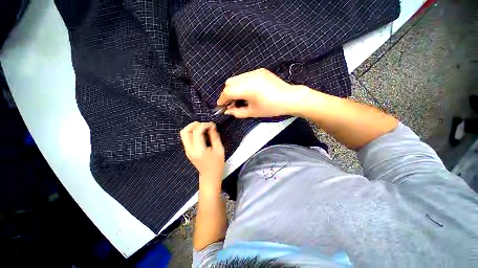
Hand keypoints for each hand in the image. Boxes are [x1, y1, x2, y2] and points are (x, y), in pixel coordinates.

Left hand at [180, 122, 224, 188]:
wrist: (210, 176)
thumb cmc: (217, 164)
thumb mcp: (219, 149)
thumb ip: (215, 137)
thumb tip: (212, 126)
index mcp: (199, 150)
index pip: (197, 132)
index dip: (204, 125)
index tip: (212, 124)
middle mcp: (190, 149)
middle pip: (185, 131)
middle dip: (195, 124)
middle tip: (205, 125)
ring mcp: (187, 150)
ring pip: (184, 133)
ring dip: (192, 128)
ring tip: (203, 128)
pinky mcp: (188, 151)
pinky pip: (186, 138)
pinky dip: (192, 133)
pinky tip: (201, 134)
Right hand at [217, 68, 309, 117]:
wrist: (290, 98)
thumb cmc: (271, 108)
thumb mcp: (253, 113)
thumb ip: (237, 112)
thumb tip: (227, 111)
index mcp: (248, 88)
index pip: (228, 91)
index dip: (222, 99)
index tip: (221, 106)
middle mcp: (249, 77)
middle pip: (229, 82)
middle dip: (227, 93)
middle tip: (232, 103)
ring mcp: (255, 72)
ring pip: (236, 78)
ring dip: (234, 88)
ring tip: (240, 98)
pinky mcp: (260, 70)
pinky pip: (245, 76)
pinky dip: (242, 84)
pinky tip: (249, 92)